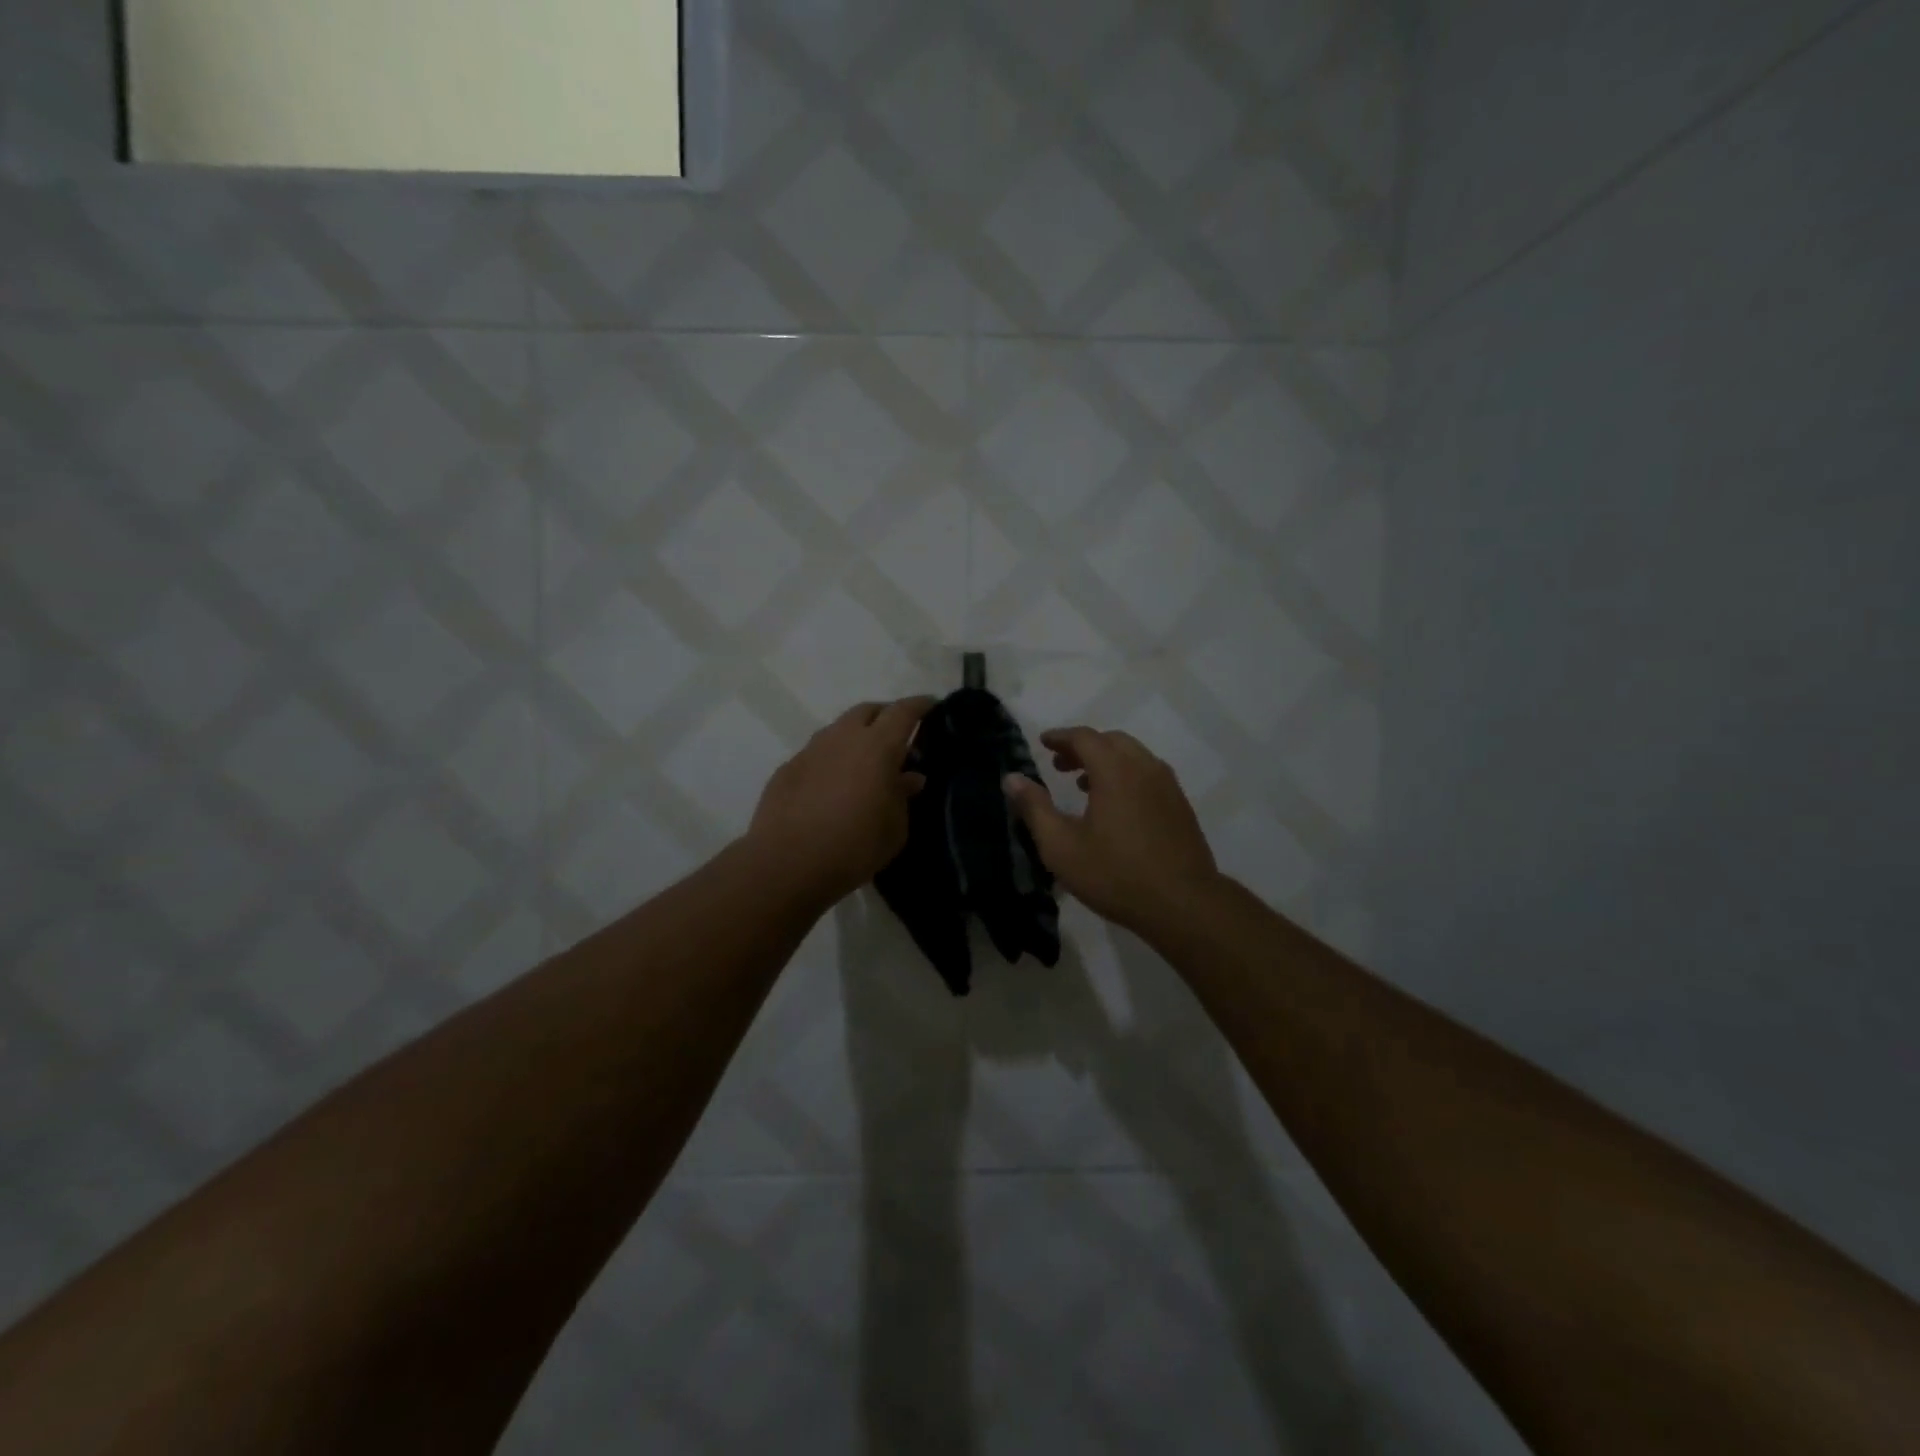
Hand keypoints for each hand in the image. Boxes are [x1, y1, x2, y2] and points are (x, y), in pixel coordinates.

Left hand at [747, 698, 934, 907]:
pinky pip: (817, 754)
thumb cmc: (855, 846)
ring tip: (864, 760)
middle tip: (897, 734)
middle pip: (867, 711)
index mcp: (877, 746)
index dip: (920, 705)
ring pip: (839, 729)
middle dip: (885, 715)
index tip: (931, 704)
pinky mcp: (788, 769)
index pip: (903, 712)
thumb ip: (903, 796)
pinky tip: (833, 783)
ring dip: (855, 737)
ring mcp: (811, 750)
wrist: (787, 863)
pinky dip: (832, 759)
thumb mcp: (895, 827)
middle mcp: (843, 738)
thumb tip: (909, 777)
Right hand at [1002, 727, 1220, 935]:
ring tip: (1083, 783)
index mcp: (1115, 770)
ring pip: (1133, 757)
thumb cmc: (1115, 874)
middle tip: (1059, 764)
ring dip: (1106, 761)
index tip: (1043, 742)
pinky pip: (1148, 774)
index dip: (1060, 737)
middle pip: (1111, 741)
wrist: (1183, 904)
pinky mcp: (1180, 806)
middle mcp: (1145, 768)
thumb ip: (1034, 808)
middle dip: (1083, 747)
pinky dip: (1126, 775)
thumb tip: (1011, 778)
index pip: (1084, 737)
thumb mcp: (1061, 846)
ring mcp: (1168, 786)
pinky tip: (1116, 805)